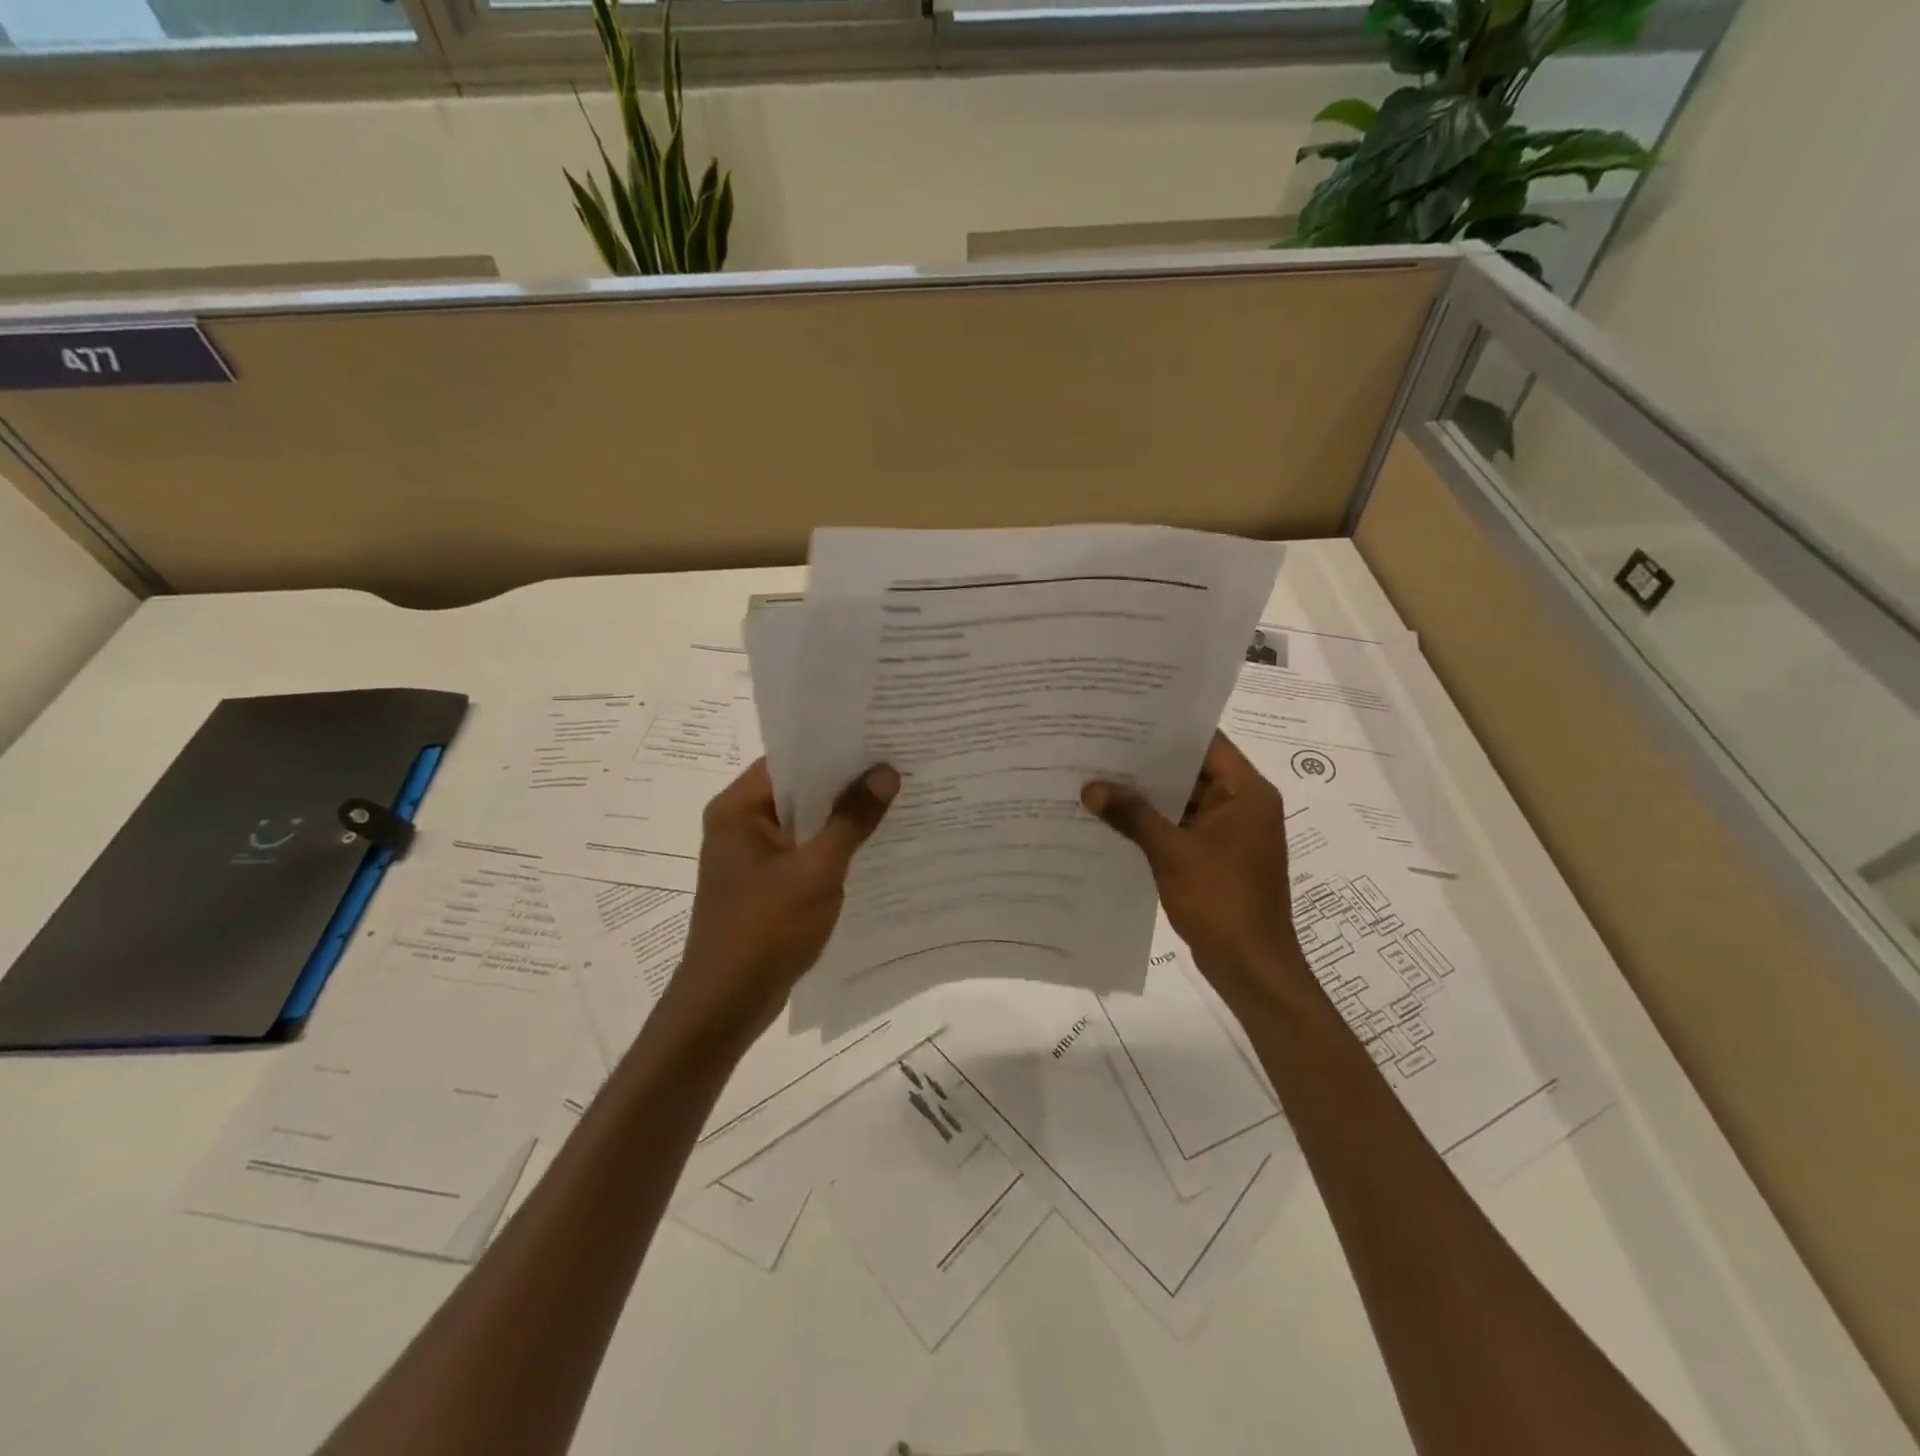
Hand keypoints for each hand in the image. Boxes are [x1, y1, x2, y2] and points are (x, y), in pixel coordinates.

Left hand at [666, 758, 898, 1043]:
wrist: (725, 1005)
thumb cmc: (765, 930)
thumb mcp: (816, 871)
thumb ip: (851, 820)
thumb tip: (885, 772)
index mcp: (738, 809)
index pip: (789, 759)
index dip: (833, 748)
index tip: (879, 739)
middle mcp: (739, 824)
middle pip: (798, 790)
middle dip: (844, 782)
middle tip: (897, 765)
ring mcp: (749, 857)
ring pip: (803, 822)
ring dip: (840, 817)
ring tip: (893, 798)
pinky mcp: (762, 884)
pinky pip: (801, 852)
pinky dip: (831, 847)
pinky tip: (871, 846)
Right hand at [1082, 732, 1305, 1008]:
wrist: (1251, 967)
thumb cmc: (1221, 901)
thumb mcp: (1172, 853)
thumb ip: (1133, 815)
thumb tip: (1091, 787)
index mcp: (1247, 793)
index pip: (1208, 742)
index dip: (1168, 729)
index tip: (1126, 716)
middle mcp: (1242, 805)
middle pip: (1193, 770)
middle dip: (1149, 763)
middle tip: (1101, 745)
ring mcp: (1230, 832)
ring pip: (1185, 800)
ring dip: (1149, 795)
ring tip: (1100, 777)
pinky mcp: (1217, 856)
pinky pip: (1182, 827)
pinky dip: (1154, 822)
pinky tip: (1114, 818)